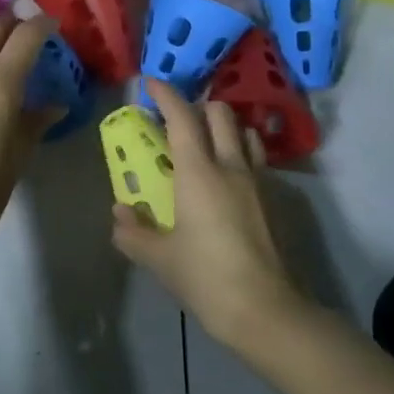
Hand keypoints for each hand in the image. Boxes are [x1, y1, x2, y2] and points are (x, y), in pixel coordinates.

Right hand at [111, 79, 309, 348]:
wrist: (263, 309)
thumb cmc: (205, 277)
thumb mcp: (158, 257)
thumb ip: (132, 232)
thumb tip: (121, 213)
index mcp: (198, 172)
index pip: (182, 117)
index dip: (165, 94)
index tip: (150, 83)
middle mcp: (230, 166)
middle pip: (220, 113)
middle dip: (197, 105)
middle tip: (176, 119)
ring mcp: (256, 182)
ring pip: (243, 132)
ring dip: (223, 126)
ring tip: (204, 142)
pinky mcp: (272, 200)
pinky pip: (255, 158)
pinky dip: (239, 151)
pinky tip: (225, 175)